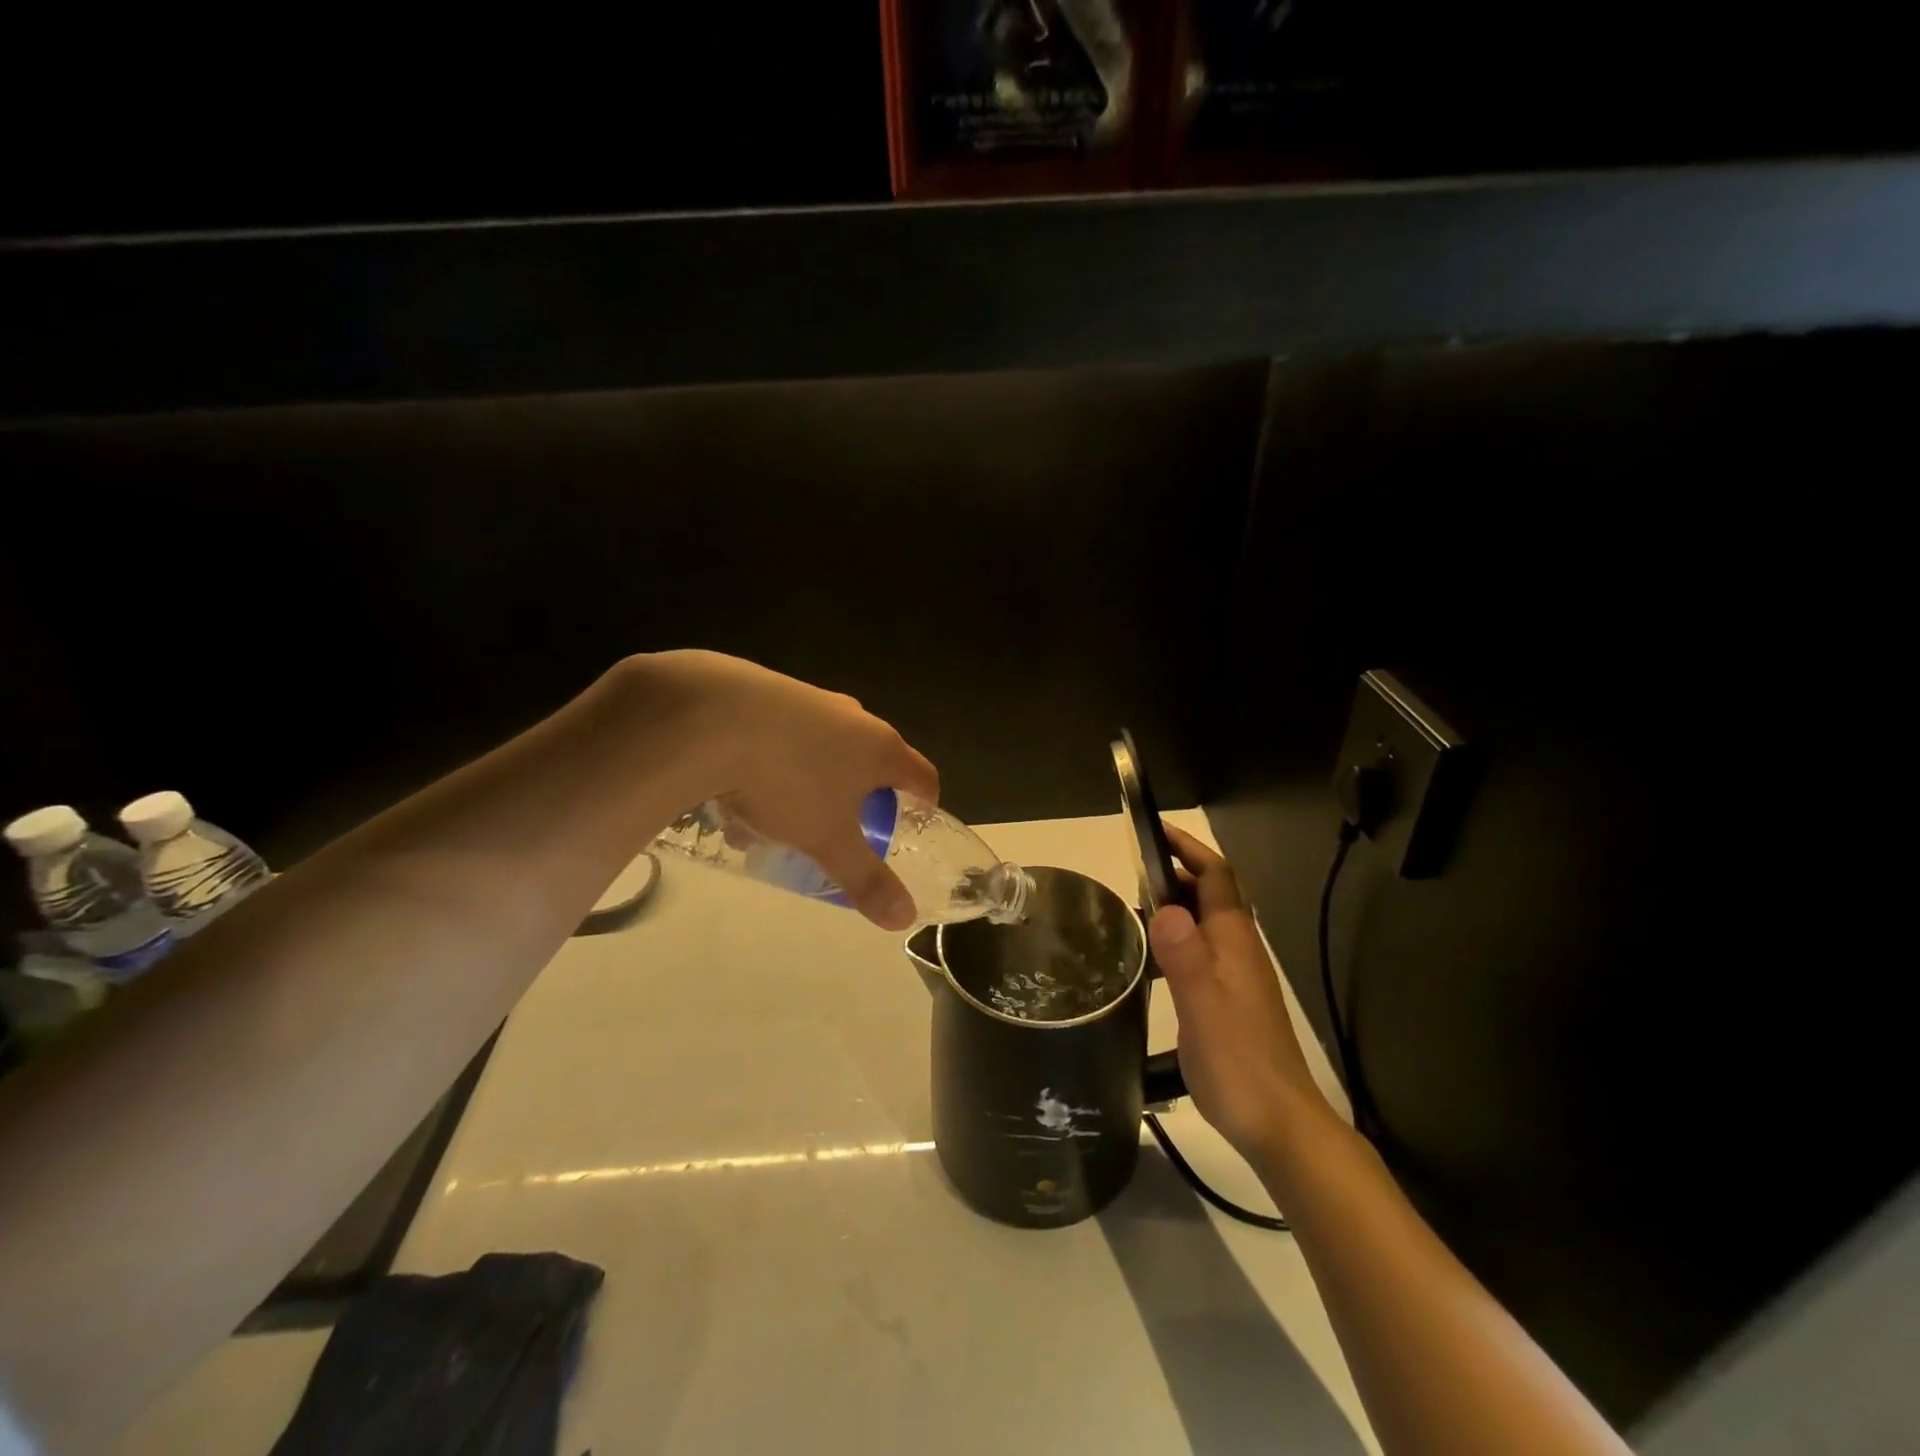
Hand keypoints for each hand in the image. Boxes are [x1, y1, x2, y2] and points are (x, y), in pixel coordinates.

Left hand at [636, 651, 939, 930]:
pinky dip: (773, 765)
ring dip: (809, 787)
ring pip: (823, 752)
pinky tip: (737, 791)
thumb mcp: (827, 840)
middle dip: (857, 802)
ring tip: (772, 823)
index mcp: (881, 748)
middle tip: (838, 832)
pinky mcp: (769, 691)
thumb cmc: (788, 781)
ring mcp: (811, 700)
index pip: (924, 777)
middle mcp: (854, 717)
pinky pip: (784, 737)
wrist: (711, 717)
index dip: (924, 807)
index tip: (909, 831)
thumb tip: (904, 918)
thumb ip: (865, 879)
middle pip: (872, 764)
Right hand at [1149, 824, 1336, 1166]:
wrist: (1279, 1125)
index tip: (1155, 830)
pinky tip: (1152, 961)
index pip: (1216, 877)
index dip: (1188, 849)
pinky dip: (1176, 939)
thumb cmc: (1239, 1062)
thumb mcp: (1203, 1006)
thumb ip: (1184, 956)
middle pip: (1212, 895)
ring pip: (1206, 924)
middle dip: (1177, 872)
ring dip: (1176, 905)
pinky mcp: (1230, 1001)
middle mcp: (1239, 950)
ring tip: (1133, 910)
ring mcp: (1237, 977)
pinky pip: (1201, 951)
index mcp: (1234, 941)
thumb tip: (1164, 906)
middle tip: (1131, 872)